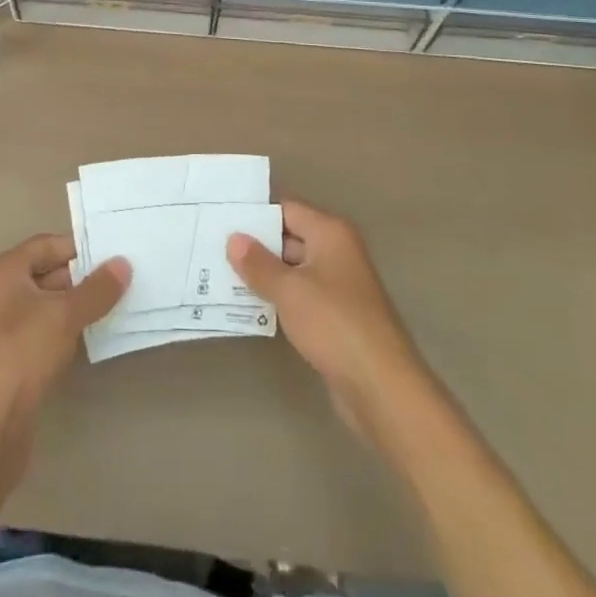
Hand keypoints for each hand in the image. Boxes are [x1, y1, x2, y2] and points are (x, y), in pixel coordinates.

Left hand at [0, 234, 129, 486]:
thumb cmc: (22, 352)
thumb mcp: (65, 314)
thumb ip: (96, 289)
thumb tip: (123, 264)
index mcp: (3, 272)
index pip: (45, 245)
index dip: (77, 248)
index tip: (110, 255)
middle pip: (45, 273)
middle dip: (80, 278)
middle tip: (119, 281)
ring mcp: (1, 329)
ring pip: (45, 305)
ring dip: (75, 307)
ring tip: (113, 307)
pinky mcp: (9, 360)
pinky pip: (42, 332)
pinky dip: (64, 331)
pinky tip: (89, 338)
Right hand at [228, 200, 439, 444]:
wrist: (381, 387)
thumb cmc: (335, 324)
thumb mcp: (290, 290)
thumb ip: (259, 264)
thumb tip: (234, 238)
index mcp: (331, 233)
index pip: (287, 209)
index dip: (256, 214)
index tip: (221, 219)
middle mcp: (337, 252)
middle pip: (289, 237)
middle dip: (255, 246)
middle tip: (214, 248)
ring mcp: (338, 286)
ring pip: (293, 270)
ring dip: (264, 275)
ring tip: (221, 276)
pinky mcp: (335, 317)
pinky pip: (300, 297)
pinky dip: (278, 299)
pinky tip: (248, 307)